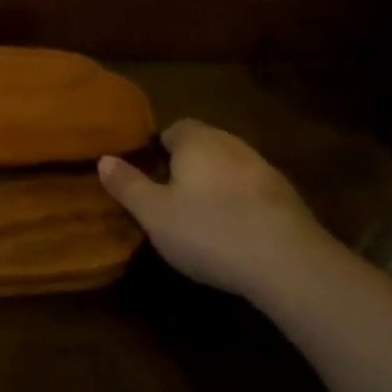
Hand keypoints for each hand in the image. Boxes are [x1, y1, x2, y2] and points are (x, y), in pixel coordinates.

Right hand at [98, 120, 325, 300]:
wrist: (288, 262)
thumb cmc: (208, 231)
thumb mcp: (153, 213)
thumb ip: (127, 184)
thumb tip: (104, 159)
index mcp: (197, 141)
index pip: (174, 129)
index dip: (158, 150)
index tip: (149, 177)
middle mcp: (232, 144)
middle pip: (203, 146)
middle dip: (186, 166)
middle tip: (169, 199)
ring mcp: (264, 169)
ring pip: (229, 167)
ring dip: (215, 184)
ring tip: (201, 218)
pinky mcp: (288, 197)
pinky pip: (252, 190)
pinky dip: (240, 202)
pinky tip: (234, 231)